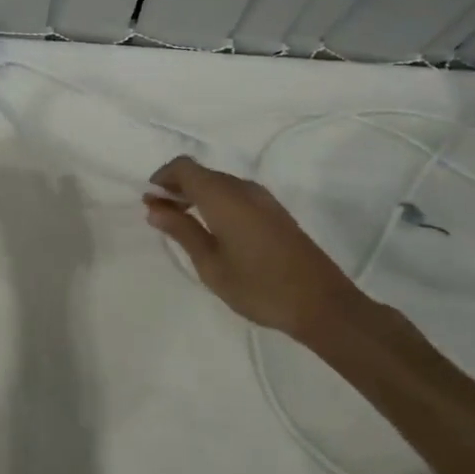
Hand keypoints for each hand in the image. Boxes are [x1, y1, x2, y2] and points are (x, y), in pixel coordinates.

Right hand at [144, 156, 366, 341]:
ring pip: (219, 183)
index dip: (162, 178)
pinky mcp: (276, 213)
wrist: (324, 306)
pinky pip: (236, 194)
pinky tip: (213, 229)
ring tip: (183, 223)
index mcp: (223, 196)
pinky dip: (216, 202)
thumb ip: (182, 231)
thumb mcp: (211, 264)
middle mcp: (243, 188)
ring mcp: (263, 199)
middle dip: (177, 187)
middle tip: (160, 213)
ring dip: (196, 194)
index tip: (150, 201)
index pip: (184, 167)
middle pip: (201, 173)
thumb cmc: (259, 287)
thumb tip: (155, 207)